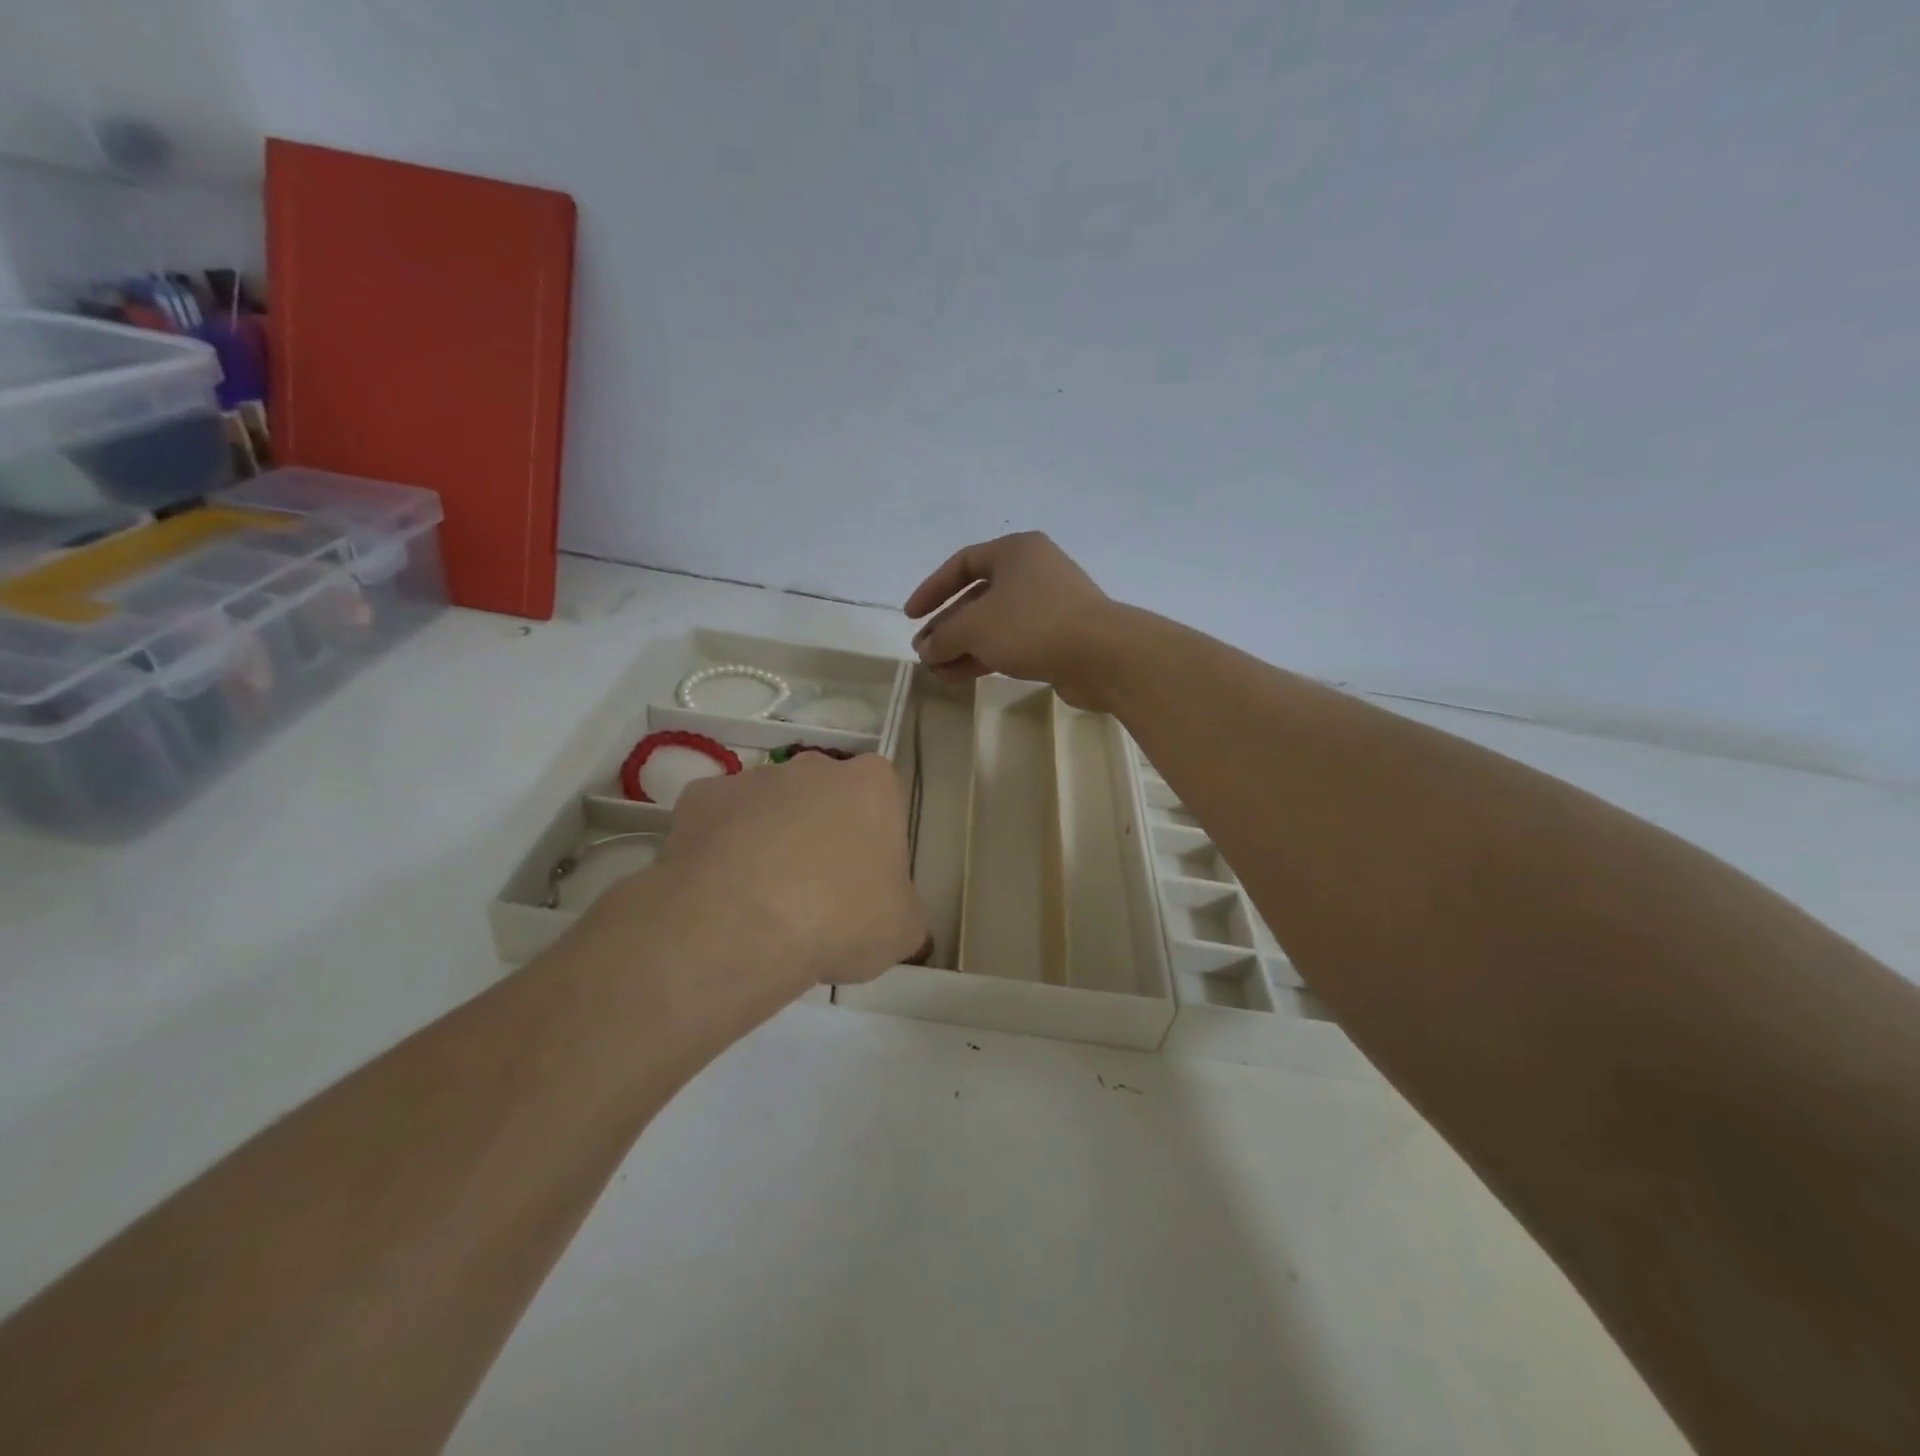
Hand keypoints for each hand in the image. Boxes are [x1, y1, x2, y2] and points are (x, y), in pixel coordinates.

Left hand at [600, 753, 926, 1006]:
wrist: (741, 926)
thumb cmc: (840, 918)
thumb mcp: (902, 929)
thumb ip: (903, 910)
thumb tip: (892, 917)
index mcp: (872, 785)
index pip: (881, 800)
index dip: (872, 840)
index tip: (864, 880)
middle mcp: (814, 766)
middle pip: (823, 796)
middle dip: (820, 831)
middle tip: (815, 891)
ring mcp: (753, 777)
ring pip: (769, 807)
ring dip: (769, 839)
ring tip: (761, 899)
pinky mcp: (700, 798)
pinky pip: (718, 821)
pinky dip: (720, 848)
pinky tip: (720, 890)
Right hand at [904, 532, 1119, 708]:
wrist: (1102, 655)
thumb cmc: (1032, 625)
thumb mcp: (975, 627)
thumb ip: (944, 636)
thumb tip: (926, 648)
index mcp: (1015, 551)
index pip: (962, 563)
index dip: (932, 589)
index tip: (911, 616)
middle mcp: (1032, 572)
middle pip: (977, 598)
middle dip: (947, 627)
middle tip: (924, 651)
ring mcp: (1048, 606)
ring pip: (994, 624)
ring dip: (963, 647)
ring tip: (936, 671)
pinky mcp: (1058, 637)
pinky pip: (1012, 643)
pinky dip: (985, 657)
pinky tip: (960, 677)